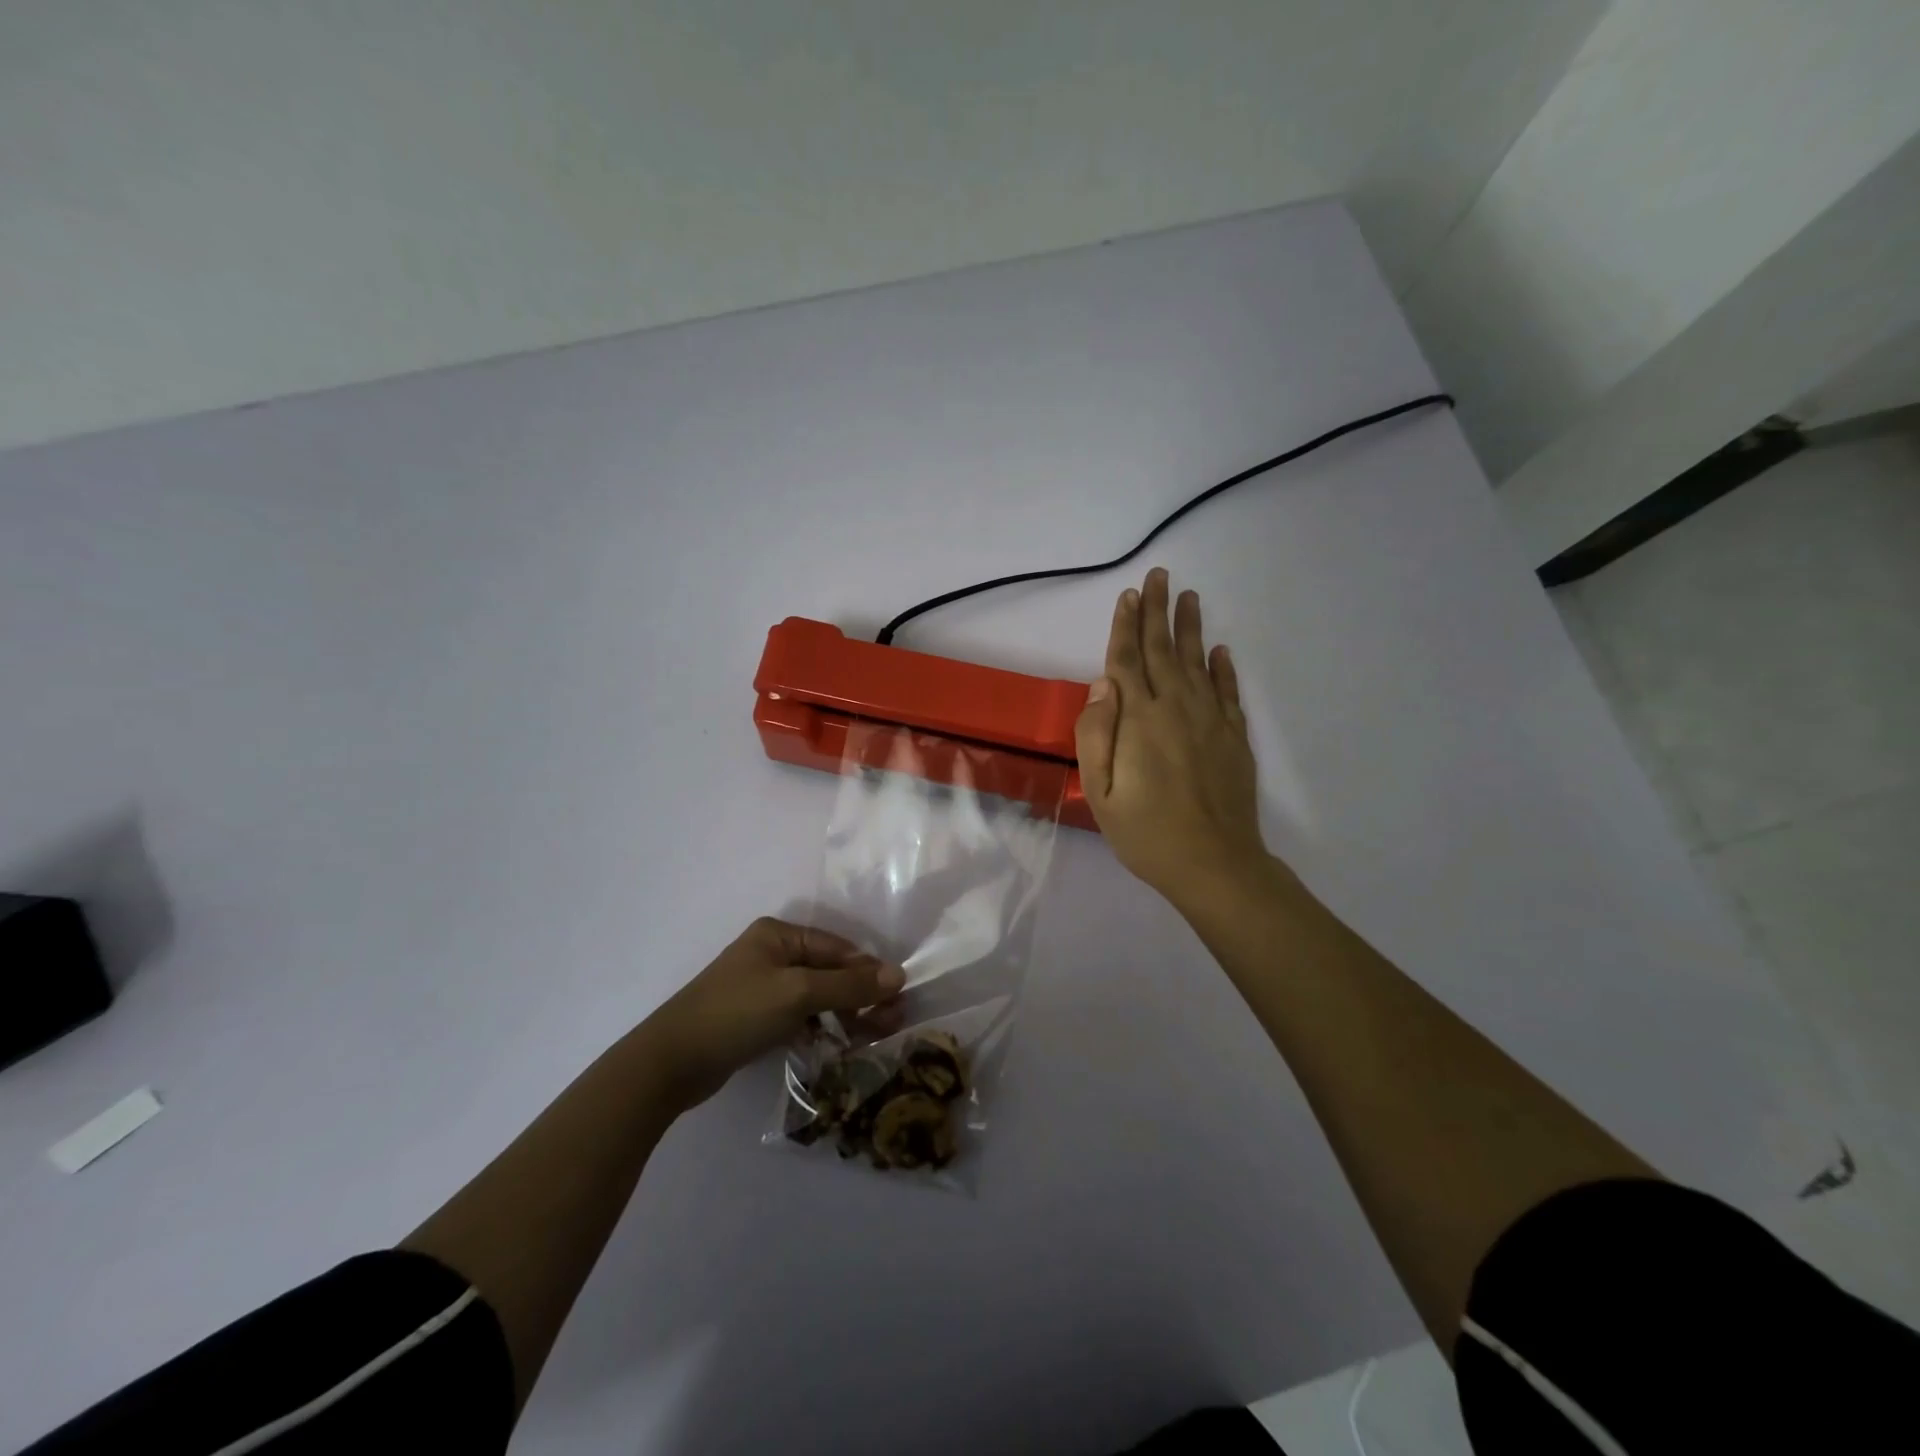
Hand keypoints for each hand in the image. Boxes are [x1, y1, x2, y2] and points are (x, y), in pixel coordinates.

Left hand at [636, 917, 903, 1112]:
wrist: (671, 1062)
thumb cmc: (737, 1013)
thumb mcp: (798, 994)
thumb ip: (849, 985)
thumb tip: (898, 975)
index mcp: (779, 935)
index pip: (838, 948)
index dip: (869, 971)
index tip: (898, 998)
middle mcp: (772, 953)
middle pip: (830, 971)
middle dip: (861, 995)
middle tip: (892, 1022)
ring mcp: (763, 987)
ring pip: (817, 997)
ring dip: (845, 1015)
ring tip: (872, 1038)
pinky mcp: (757, 1017)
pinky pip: (800, 1016)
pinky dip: (821, 1028)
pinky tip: (838, 1046)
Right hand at [1075, 568, 1270, 908]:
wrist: (1214, 864)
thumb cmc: (1146, 833)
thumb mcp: (1100, 792)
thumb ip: (1096, 734)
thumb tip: (1102, 683)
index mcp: (1139, 719)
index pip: (1127, 660)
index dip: (1125, 626)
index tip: (1128, 594)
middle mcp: (1176, 708)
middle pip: (1162, 650)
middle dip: (1157, 611)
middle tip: (1159, 576)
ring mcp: (1210, 720)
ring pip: (1197, 661)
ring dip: (1190, 627)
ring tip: (1188, 596)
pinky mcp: (1234, 737)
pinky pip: (1228, 692)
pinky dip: (1224, 668)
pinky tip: (1220, 650)